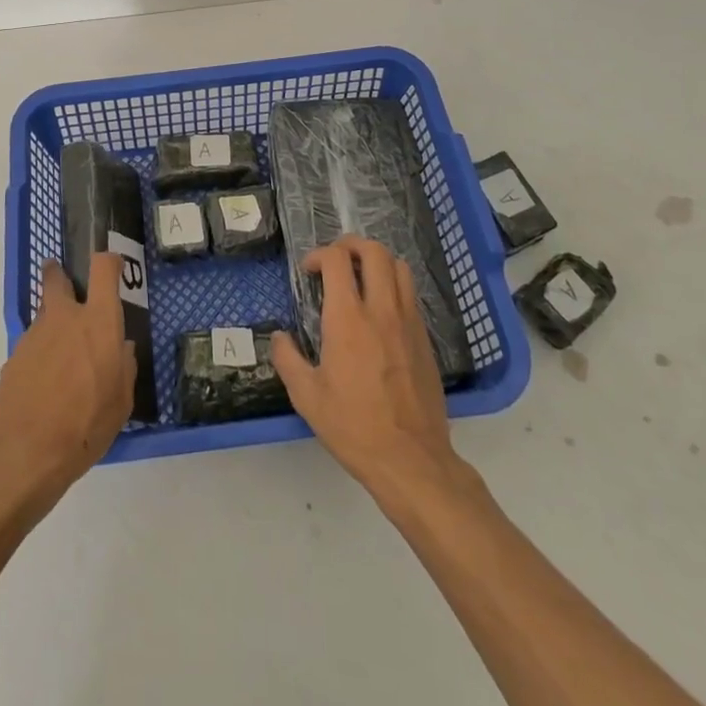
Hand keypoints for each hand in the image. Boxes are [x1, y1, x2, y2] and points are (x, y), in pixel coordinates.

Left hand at [0, 254, 135, 504]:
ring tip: (62, 359)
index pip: (103, 269)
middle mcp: (65, 317)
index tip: (112, 266)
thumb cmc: (84, 425)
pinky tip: (45, 384)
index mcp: (98, 322)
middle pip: (57, 278)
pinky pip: (33, 344)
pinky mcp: (14, 356)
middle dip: (60, 275)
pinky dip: (40, 353)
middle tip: (68, 287)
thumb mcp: (121, 403)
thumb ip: (124, 368)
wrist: (24, 451)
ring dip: (53, 324)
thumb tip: (121, 349)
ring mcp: (35, 334)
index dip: (108, 262)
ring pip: (44, 314)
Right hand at [272, 236, 465, 502]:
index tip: (309, 272)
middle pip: (374, 251)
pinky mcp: (425, 339)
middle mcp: (381, 310)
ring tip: (360, 277)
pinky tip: (380, 310)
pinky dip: (393, 286)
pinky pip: (411, 294)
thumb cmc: (354, 427)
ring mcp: (408, 322)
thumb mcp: (307, 397)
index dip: (319, 255)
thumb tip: (280, 337)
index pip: (337, 260)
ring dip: (376, 262)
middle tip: (335, 260)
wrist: (412, 461)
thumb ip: (288, 359)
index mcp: (348, 319)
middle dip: (350, 245)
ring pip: (399, 267)